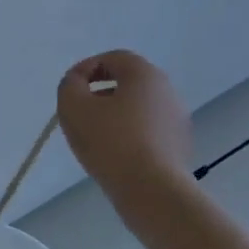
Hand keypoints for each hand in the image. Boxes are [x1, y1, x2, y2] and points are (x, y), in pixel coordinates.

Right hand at [57, 50, 193, 200]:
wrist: (151, 190)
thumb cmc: (110, 142)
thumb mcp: (74, 106)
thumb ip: (69, 85)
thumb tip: (77, 82)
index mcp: (144, 74)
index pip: (112, 58)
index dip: (86, 69)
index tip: (70, 90)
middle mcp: (166, 90)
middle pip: (127, 82)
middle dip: (100, 93)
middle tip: (79, 113)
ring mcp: (177, 119)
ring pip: (138, 108)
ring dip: (114, 115)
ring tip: (94, 137)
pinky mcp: (179, 145)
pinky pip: (148, 131)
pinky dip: (129, 135)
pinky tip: (115, 155)